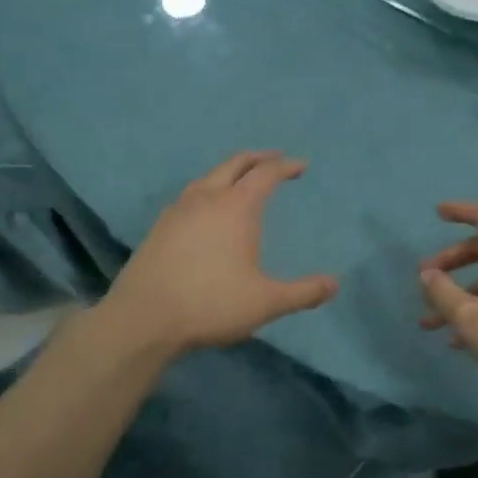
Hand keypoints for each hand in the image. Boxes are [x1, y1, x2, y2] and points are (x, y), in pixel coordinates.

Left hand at [102, 151, 338, 355]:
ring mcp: (177, 210)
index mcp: (236, 207)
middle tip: (274, 159)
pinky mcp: (159, 227)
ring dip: (229, 172)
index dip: (285, 166)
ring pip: (208, 177)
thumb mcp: (266, 302)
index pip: (266, 174)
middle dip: (258, 158)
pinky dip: (207, 190)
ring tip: (241, 181)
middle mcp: (206, 198)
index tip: (301, 166)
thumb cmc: (211, 304)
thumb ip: (303, 292)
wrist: (143, 319)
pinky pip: (189, 195)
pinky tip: (206, 211)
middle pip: (235, 164)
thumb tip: (334, 285)